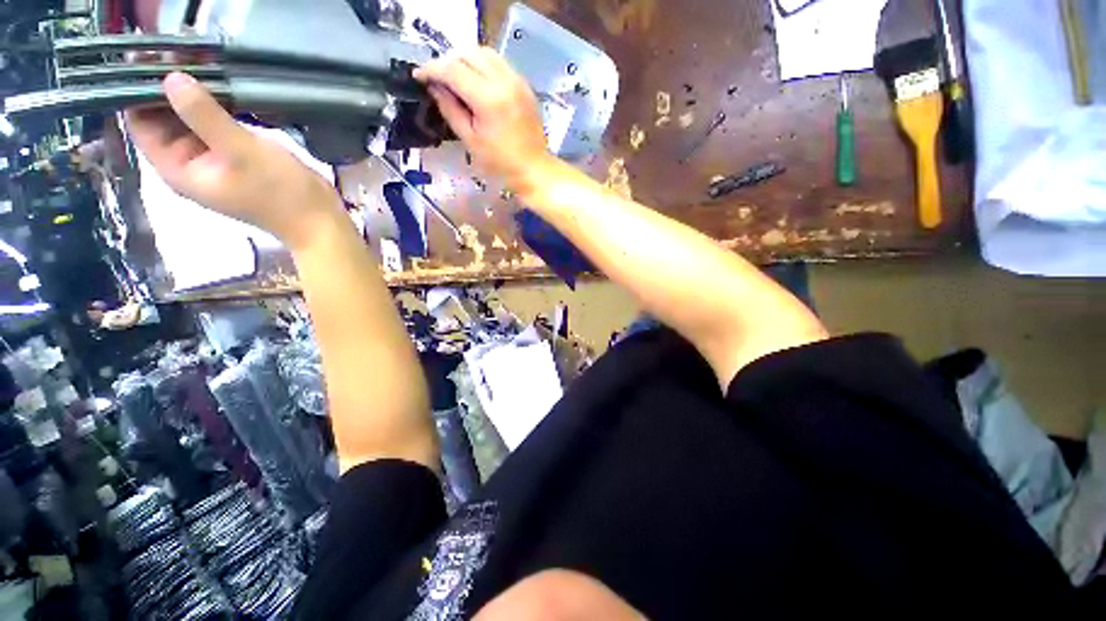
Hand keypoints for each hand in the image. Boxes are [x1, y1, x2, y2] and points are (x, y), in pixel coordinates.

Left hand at [125, 72, 342, 250]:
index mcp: (177, 168)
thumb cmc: (281, 193)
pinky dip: (215, 106)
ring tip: (201, 60)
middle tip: (180, 52)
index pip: (140, 124)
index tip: (150, 58)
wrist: (319, 220)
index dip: (139, 91)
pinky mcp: (235, 156)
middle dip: (168, 88)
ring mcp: (213, 159)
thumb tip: (171, 79)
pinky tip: (224, 86)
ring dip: (194, 94)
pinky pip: (214, 125)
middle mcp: (188, 163)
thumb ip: (204, 116)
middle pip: (162, 119)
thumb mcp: (241, 152)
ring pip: (189, 119)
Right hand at [414, 48, 552, 190]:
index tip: (418, 76)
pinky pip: (499, 63)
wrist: (534, 170)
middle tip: (437, 79)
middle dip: (447, 62)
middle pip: (468, 53)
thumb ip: (450, 110)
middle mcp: (504, 82)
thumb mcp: (470, 141)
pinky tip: (477, 82)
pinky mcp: (524, 85)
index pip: (453, 69)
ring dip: (465, 59)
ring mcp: (517, 81)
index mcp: (488, 99)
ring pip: (485, 52)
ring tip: (456, 78)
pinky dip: (483, 65)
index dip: (431, 69)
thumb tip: (434, 86)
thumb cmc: (501, 164)